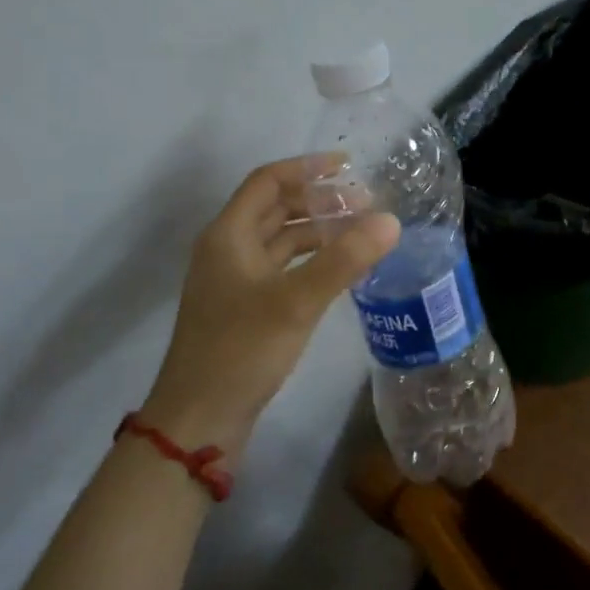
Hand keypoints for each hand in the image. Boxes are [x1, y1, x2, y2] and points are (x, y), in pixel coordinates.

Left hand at [140, 154, 398, 457]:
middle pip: (277, 207)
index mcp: (228, 235)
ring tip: (362, 231)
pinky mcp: (246, 307)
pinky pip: (285, 267)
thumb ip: (344, 259)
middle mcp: (228, 249)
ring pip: (282, 238)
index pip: (268, 181)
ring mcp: (236, 280)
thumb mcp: (296, 301)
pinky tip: (342, 267)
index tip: (349, 166)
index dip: (307, 167)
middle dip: (321, 200)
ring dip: (319, 229)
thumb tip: (391, 220)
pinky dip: (313, 259)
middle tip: (366, 204)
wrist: (198, 422)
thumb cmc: (241, 351)